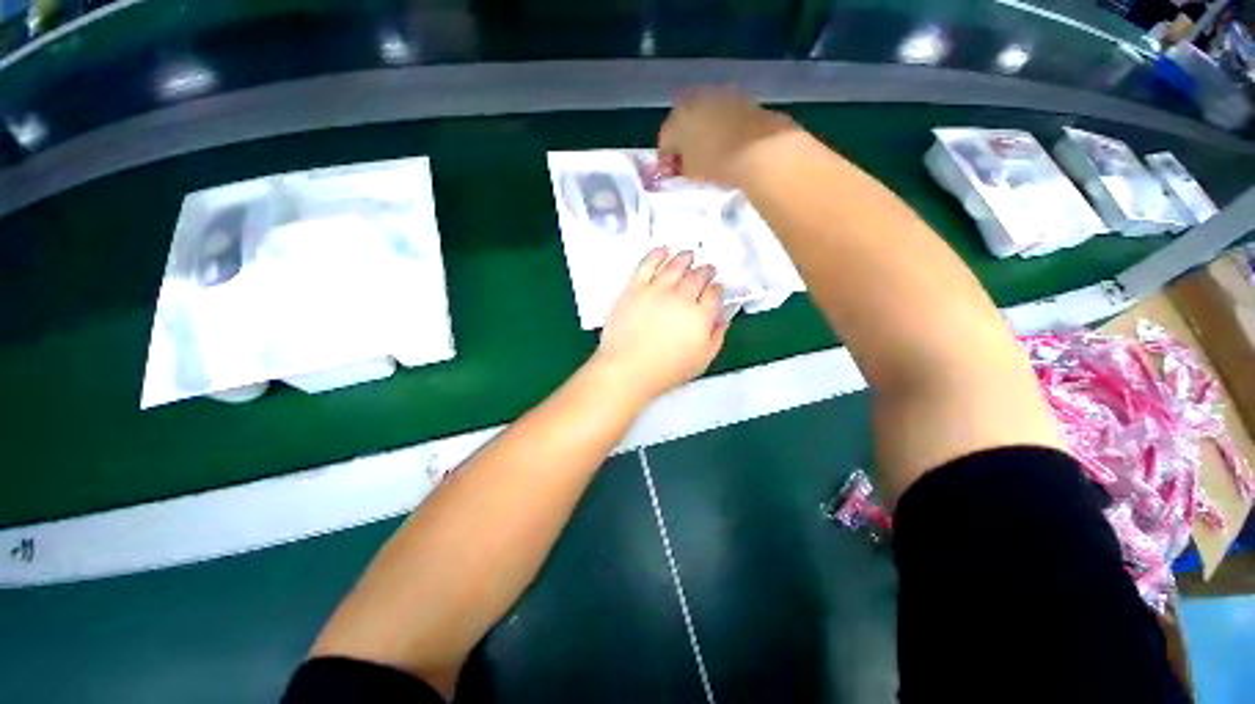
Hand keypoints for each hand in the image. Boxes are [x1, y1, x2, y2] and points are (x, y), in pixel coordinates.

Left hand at [593, 248, 727, 401]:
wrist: (628, 368)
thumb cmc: (666, 370)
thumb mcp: (702, 360)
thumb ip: (716, 336)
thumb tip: (723, 318)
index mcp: (701, 315)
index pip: (714, 294)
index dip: (716, 289)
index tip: (716, 288)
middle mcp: (682, 297)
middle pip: (697, 276)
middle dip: (705, 270)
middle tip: (707, 268)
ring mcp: (657, 289)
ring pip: (675, 265)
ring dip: (685, 257)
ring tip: (689, 254)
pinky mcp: (635, 287)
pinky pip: (648, 263)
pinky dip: (657, 253)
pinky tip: (663, 249)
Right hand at [658, 87, 798, 187]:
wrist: (760, 151)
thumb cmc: (715, 163)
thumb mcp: (689, 172)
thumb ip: (681, 166)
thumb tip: (682, 165)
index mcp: (679, 115)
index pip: (665, 138)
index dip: (666, 160)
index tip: (671, 175)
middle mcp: (700, 98)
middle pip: (686, 123)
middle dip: (686, 143)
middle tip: (688, 166)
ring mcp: (726, 96)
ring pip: (708, 118)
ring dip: (706, 135)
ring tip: (710, 159)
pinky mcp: (748, 102)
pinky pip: (728, 120)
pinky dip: (725, 133)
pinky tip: (729, 150)